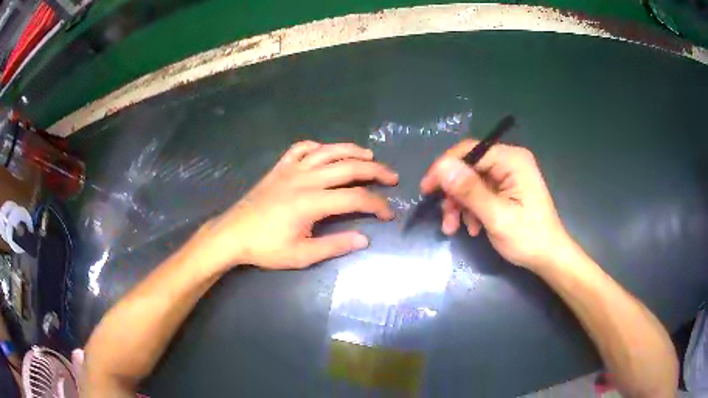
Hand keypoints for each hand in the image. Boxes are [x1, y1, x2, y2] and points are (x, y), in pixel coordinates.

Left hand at [196, 141, 397, 270]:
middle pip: (348, 168)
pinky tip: (325, 152)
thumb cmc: (265, 248)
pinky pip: (301, 148)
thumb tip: (364, 239)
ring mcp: (291, 169)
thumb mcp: (301, 256)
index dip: (377, 205)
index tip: (389, 214)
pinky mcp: (280, 168)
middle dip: (375, 172)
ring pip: (328, 152)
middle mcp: (305, 179)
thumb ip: (334, 246)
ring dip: (352, 151)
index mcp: (312, 202)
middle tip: (392, 177)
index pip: (355, 198)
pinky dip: (317, 147)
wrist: (232, 234)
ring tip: (370, 157)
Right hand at [420, 140, 574, 269]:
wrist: (548, 257)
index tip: (427, 189)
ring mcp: (507, 175)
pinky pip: (478, 192)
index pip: (470, 151)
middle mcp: (509, 161)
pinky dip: (470, 209)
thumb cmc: (528, 238)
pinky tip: (472, 228)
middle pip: (468, 167)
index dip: (445, 168)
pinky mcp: (505, 188)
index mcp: (512, 160)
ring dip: (459, 205)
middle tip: (445, 218)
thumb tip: (442, 167)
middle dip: (453, 194)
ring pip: (470, 182)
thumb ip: (470, 191)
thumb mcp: (497, 217)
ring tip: (455, 228)